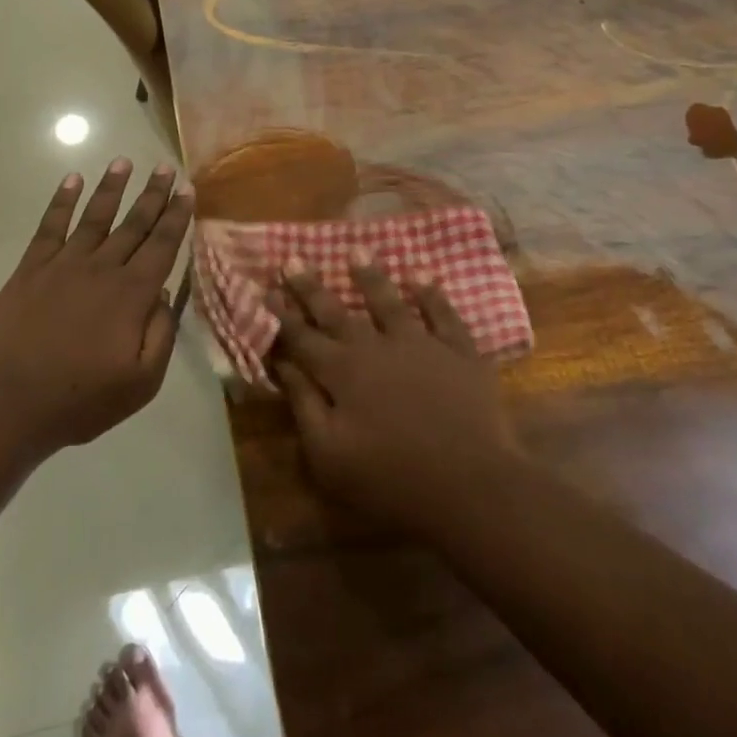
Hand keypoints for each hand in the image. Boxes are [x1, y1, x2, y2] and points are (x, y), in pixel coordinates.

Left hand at [0, 160, 193, 455]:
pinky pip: (50, 226)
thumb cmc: (81, 399)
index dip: (177, 216)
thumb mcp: (142, 381)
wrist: (9, 403)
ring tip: (124, 162)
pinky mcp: (32, 269)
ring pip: (95, 216)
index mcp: (133, 294)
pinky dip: (61, 201)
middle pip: (134, 224)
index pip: (163, 245)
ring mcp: (64, 264)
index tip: (187, 190)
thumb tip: (167, 293)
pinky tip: (72, 180)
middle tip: (165, 167)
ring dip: (111, 187)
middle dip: (153, 194)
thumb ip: (162, 333)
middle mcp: (103, 268)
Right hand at [271, 257, 525, 535]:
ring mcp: (420, 344)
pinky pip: (442, 313)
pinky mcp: (458, 352)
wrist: (472, 486)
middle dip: (312, 287)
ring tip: (357, 250)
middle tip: (294, 259)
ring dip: (370, 276)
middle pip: (337, 312)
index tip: (265, 290)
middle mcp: (376, 347)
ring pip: (389, 302)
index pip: (302, 338)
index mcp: (342, 373)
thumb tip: (283, 364)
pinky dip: (430, 293)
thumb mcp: (330, 455)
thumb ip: (304, 405)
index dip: (282, 316)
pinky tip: (420, 275)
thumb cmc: (392, 480)